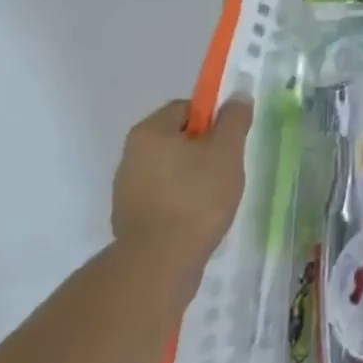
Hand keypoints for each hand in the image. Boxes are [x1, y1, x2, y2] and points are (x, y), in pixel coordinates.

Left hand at [111, 98, 251, 269]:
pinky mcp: (129, 222)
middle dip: (203, 150)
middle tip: (226, 167)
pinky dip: (179, 203)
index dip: (212, 119)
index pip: (185, 109)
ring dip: (192, 178)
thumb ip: (234, 118)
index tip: (229, 140)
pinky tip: (196, 219)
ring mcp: (125, 192)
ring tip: (214, 198)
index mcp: (149, 133)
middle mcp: (130, 157)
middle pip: (177, 140)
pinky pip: (162, 199)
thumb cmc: (196, 197)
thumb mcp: (227, 150)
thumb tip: (237, 95)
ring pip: (170, 170)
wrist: (158, 266)